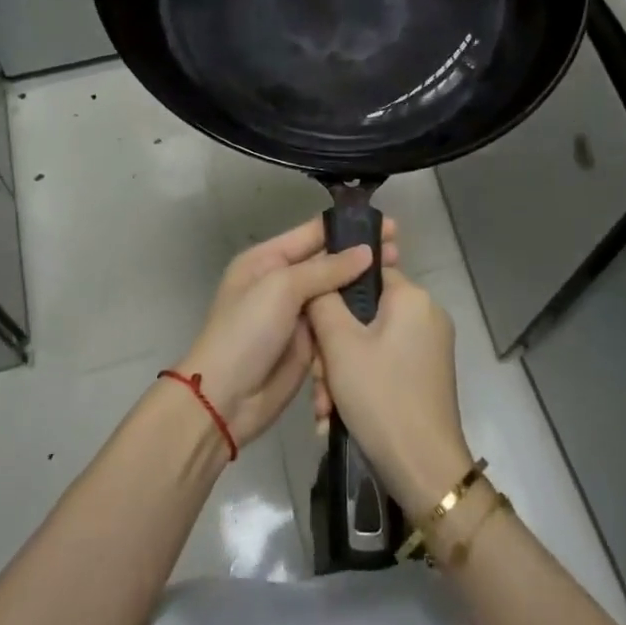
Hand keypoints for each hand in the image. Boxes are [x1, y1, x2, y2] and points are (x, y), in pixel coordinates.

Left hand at [176, 217, 398, 445]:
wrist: (225, 399)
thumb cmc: (247, 332)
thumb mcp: (281, 288)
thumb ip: (325, 269)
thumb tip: (365, 252)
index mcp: (266, 260)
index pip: (313, 234)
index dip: (349, 228)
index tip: (388, 226)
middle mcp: (281, 282)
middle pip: (328, 263)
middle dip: (361, 257)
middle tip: (400, 252)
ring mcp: (295, 315)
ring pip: (336, 294)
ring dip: (362, 288)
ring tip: (398, 279)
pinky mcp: (308, 345)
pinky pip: (336, 325)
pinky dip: (355, 319)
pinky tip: (383, 313)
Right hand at [307, 267, 472, 511]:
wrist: (424, 469)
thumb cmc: (381, 397)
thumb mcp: (339, 345)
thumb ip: (324, 301)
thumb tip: (319, 279)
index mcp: (412, 297)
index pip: (364, 272)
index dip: (333, 295)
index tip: (313, 326)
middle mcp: (427, 314)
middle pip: (364, 314)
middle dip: (332, 348)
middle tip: (318, 380)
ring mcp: (430, 346)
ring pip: (370, 343)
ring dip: (341, 371)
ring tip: (325, 408)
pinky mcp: (427, 374)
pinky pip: (384, 363)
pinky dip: (360, 383)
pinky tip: (338, 415)